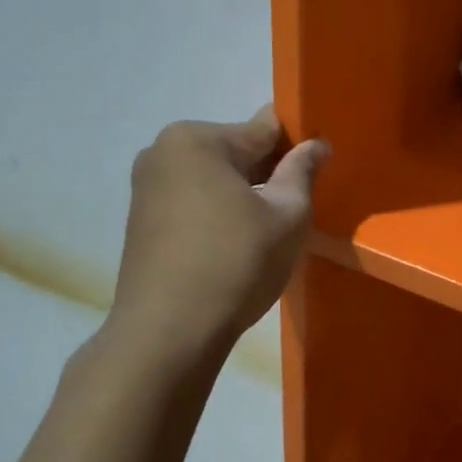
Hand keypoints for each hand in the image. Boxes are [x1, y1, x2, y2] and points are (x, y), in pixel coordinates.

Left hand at [110, 108, 328, 352]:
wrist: (168, 332)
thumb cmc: (235, 263)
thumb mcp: (287, 215)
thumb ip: (302, 171)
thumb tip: (316, 144)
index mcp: (197, 139)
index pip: (264, 128)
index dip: (298, 146)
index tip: (320, 168)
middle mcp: (163, 152)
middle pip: (235, 151)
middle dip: (268, 172)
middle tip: (298, 206)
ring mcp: (146, 187)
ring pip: (214, 179)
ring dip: (243, 195)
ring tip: (268, 231)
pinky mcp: (140, 221)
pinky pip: (193, 202)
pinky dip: (218, 214)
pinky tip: (236, 246)